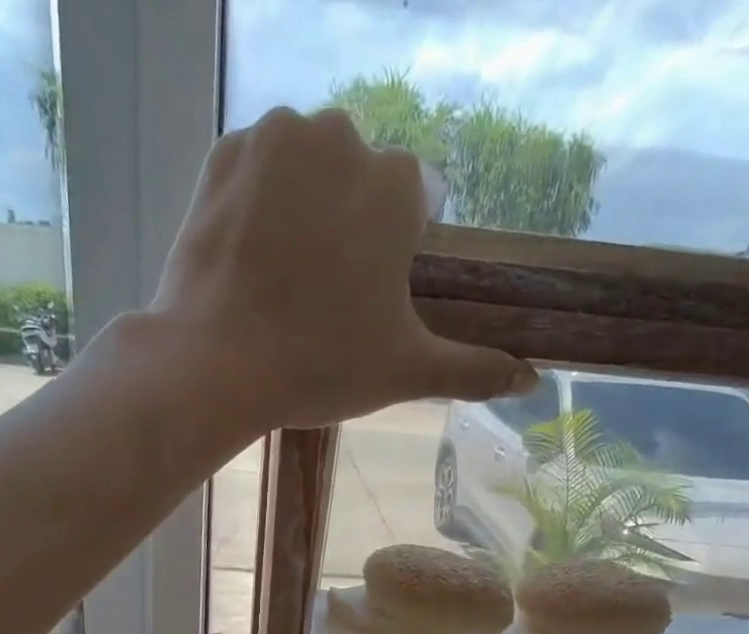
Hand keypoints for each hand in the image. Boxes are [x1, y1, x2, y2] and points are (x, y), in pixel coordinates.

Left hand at [151, 107, 535, 429]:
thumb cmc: (321, 366)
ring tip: (284, 277)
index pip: (415, 201)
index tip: (369, 296)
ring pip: (307, 166)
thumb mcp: (406, 371)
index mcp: (396, 184)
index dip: (396, 251)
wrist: (217, 365)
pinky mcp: (223, 153)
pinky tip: (249, 255)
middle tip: (323, 294)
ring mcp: (276, 138)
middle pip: (359, 177)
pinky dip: (257, 201)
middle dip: (350, 223)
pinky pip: (256, 168)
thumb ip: (472, 370)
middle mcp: (342, 137)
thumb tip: (531, 381)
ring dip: (304, 205)